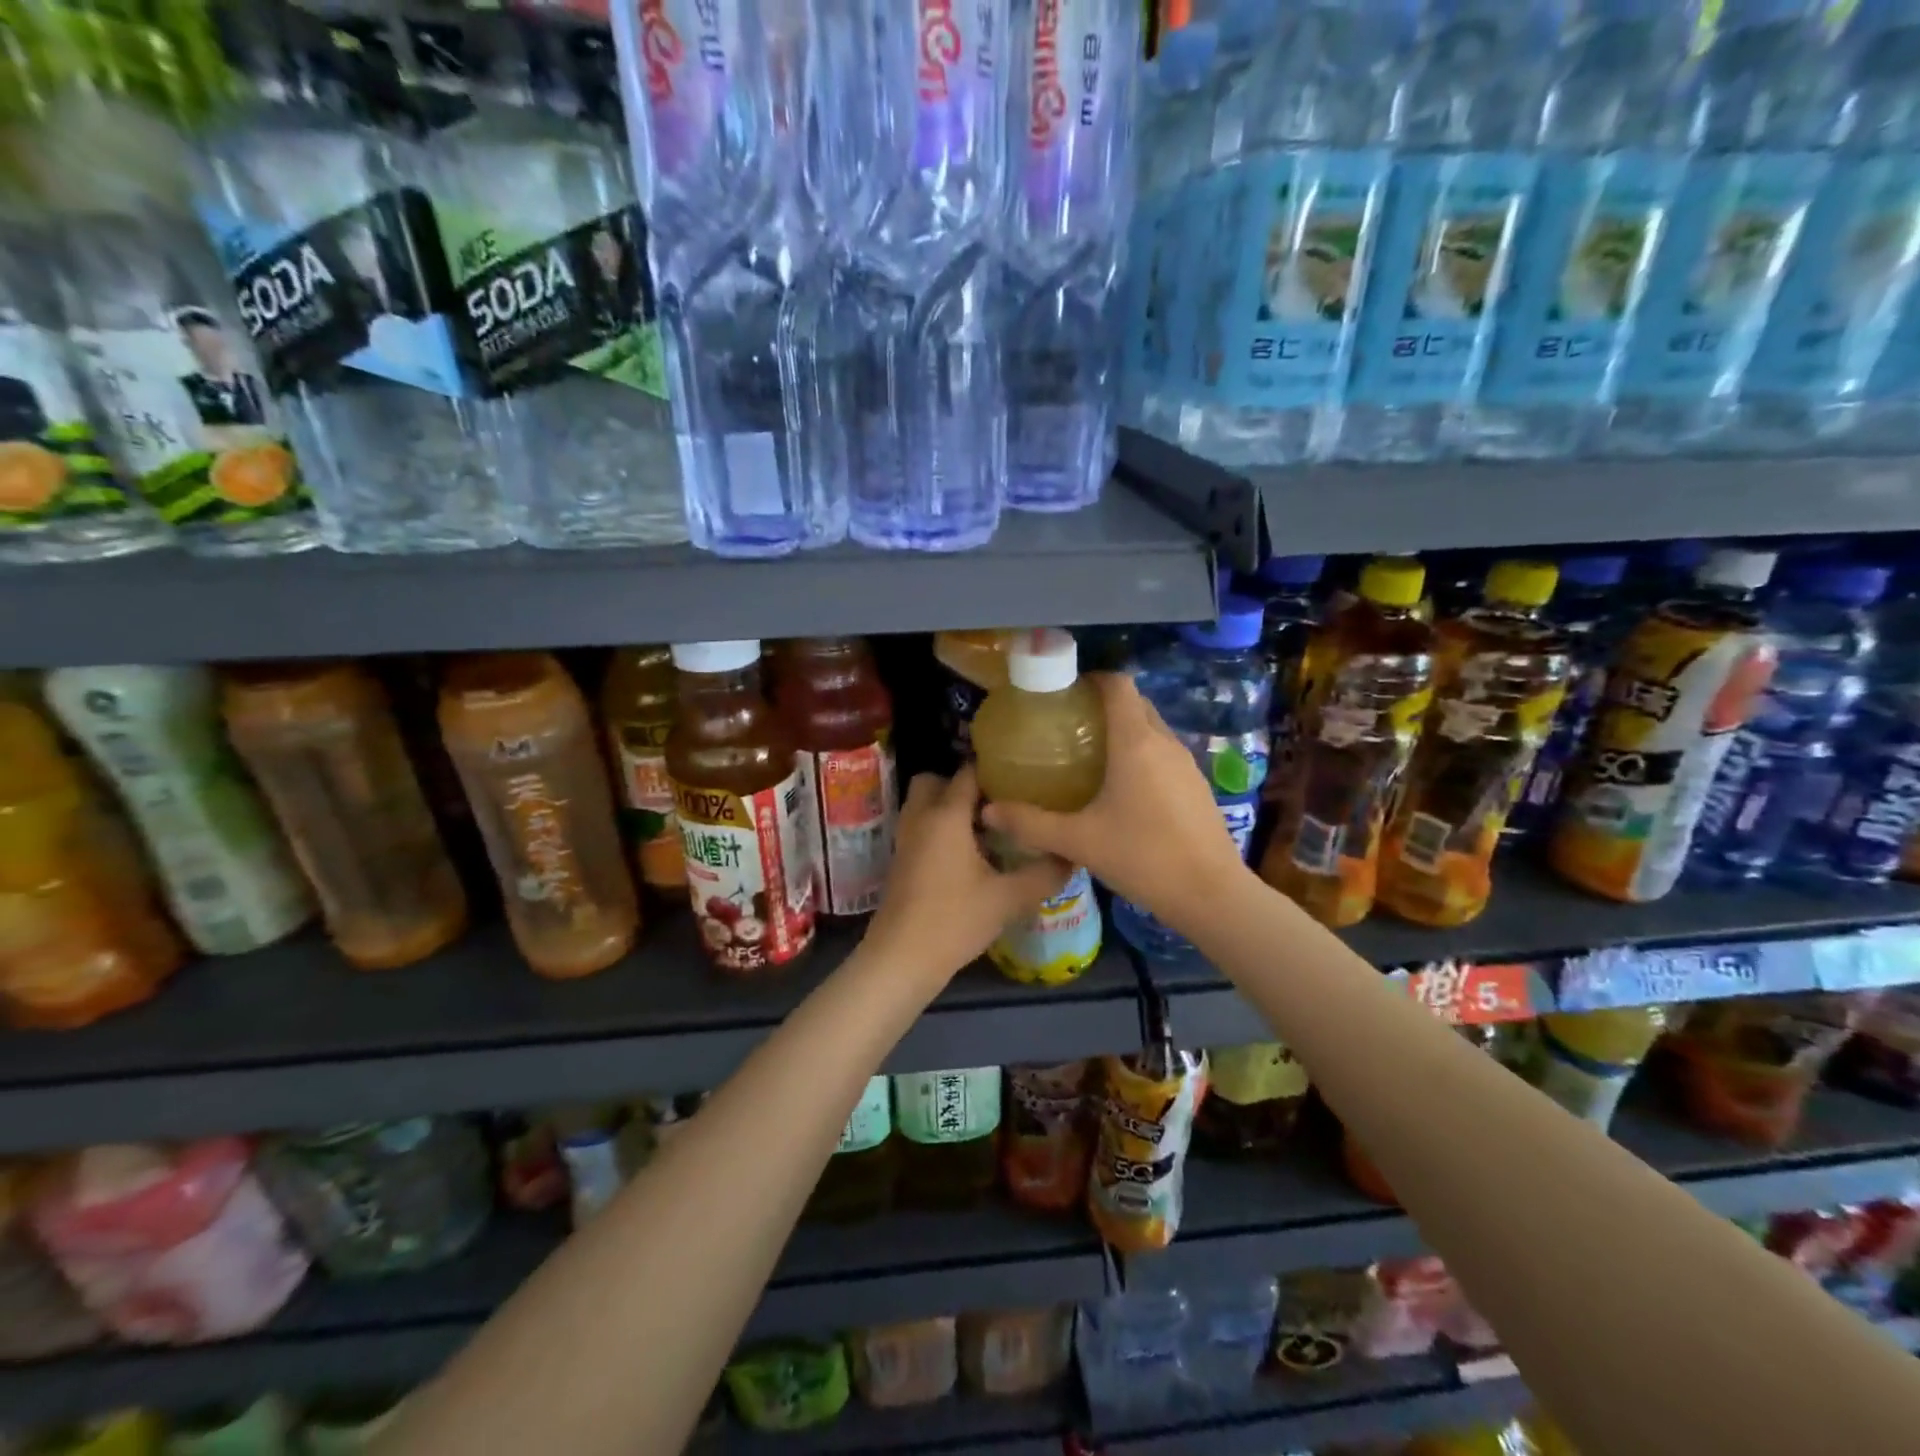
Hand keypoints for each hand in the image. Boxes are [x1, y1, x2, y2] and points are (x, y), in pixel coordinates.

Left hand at [864, 764, 1070, 986]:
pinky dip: (939, 829)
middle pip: (934, 781)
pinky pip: (920, 827)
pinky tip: (968, 855)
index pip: (968, 772)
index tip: (1022, 779)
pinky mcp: (901, 860)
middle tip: (995, 805)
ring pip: (924, 805)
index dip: (994, 771)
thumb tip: (1071, 856)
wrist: (901, 958)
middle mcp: (921, 817)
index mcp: (946, 815)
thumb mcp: (1009, 898)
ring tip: (987, 829)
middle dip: (961, 786)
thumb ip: (1044, 873)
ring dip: (949, 808)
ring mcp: (905, 839)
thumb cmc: (955, 920)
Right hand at [980, 673, 1245, 934]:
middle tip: (1068, 726)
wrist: (1211, 895)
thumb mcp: (1079, 841)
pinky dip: (1141, 755)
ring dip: (1124, 731)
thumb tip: (988, 810)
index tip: (1064, 693)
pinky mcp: (1197, 786)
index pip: (1118, 685)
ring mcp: (1186, 764)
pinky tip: (1121, 790)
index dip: (1092, 679)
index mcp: (1136, 742)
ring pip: (1152, 729)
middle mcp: (1164, 743)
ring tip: (1089, 756)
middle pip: (1135, 703)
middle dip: (1103, 705)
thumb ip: (1031, 824)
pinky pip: (1164, 754)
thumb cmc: (1143, 857)